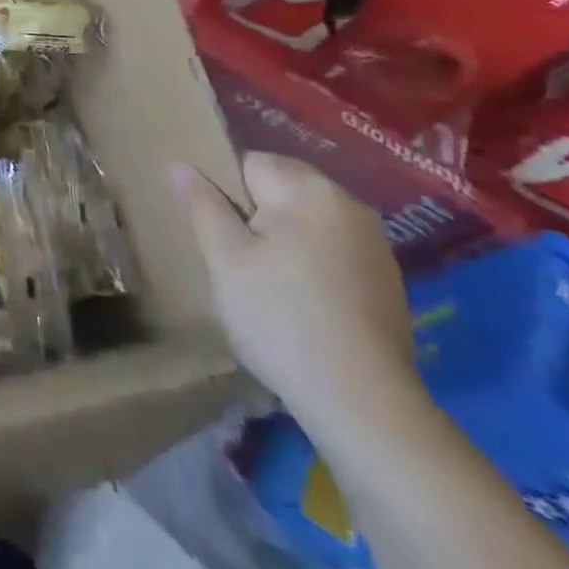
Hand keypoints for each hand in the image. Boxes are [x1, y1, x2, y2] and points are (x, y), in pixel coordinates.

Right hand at [173, 152, 421, 433]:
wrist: (364, 405)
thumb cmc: (281, 319)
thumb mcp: (225, 259)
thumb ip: (203, 204)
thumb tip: (181, 166)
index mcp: (308, 189)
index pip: (250, 163)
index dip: (228, 196)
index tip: (225, 239)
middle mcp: (348, 204)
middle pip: (281, 189)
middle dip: (256, 217)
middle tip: (242, 266)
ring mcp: (375, 243)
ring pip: (307, 222)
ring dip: (285, 242)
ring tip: (271, 289)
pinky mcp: (388, 280)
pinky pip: (333, 251)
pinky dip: (313, 266)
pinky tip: (306, 306)